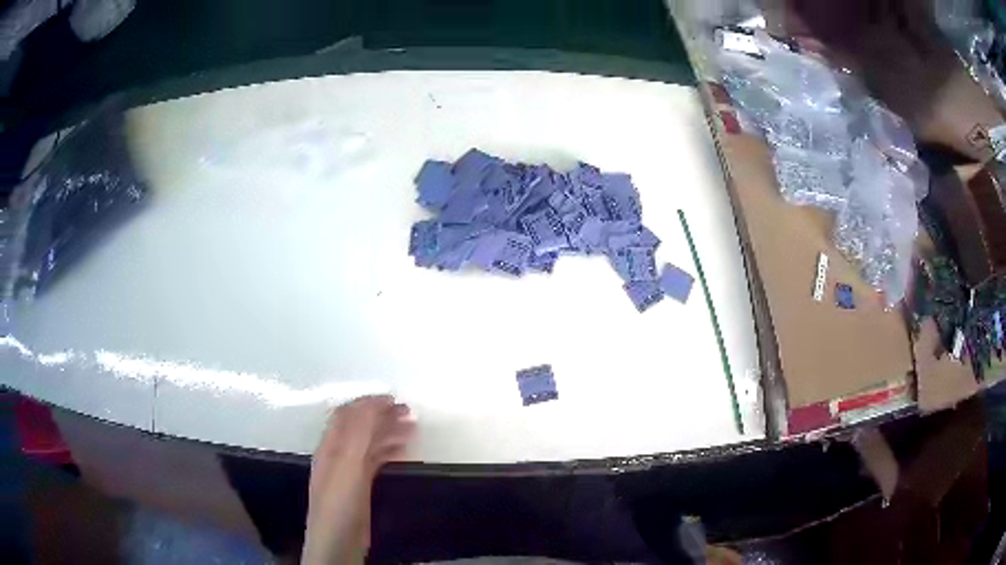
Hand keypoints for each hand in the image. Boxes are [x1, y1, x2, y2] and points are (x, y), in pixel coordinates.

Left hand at [301, 396, 414, 564]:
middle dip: (382, 415)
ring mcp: (348, 471)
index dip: (368, 403)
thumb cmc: (340, 501)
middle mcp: (338, 453)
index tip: (394, 399)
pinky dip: (389, 451)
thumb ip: (359, 434)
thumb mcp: (348, 464)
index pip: (347, 414)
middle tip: (409, 412)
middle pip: (359, 426)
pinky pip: (375, 461)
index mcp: (331, 445)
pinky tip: (403, 451)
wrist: (338, 541)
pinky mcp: (359, 486)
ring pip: (369, 443)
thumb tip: (372, 403)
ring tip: (412, 427)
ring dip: (387, 431)